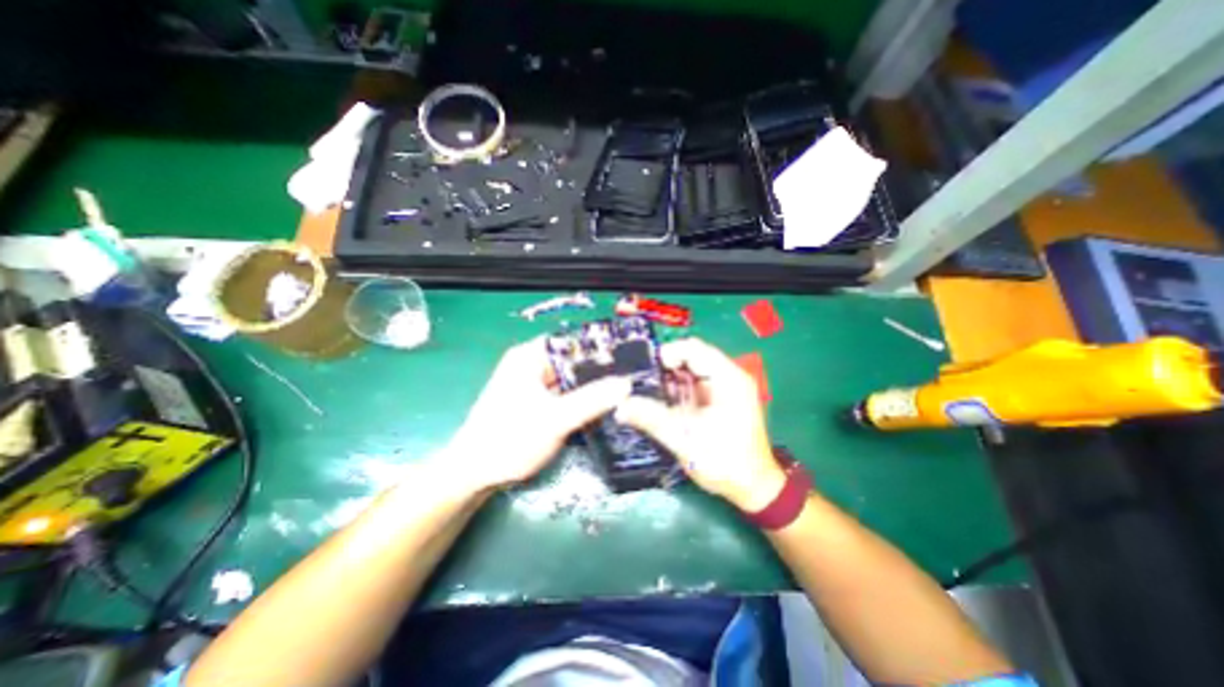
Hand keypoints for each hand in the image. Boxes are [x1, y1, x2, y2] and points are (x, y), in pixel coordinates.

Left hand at [449, 335, 631, 488]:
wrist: (474, 476)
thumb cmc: (510, 439)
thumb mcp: (556, 419)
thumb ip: (592, 400)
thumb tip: (627, 384)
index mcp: (530, 356)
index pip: (572, 342)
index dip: (600, 350)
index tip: (628, 364)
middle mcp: (531, 365)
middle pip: (573, 362)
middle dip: (599, 374)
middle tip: (629, 384)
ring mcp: (532, 385)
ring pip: (570, 381)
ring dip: (590, 390)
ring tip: (621, 397)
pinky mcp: (535, 403)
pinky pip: (563, 396)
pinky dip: (579, 403)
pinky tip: (599, 412)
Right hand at [618, 338, 789, 508]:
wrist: (752, 488)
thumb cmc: (724, 462)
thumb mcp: (684, 439)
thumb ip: (651, 418)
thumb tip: (619, 406)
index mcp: (728, 379)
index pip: (693, 349)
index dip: (666, 355)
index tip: (643, 371)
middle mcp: (729, 376)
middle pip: (691, 357)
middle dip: (664, 367)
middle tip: (640, 380)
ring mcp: (725, 387)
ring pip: (690, 370)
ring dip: (668, 379)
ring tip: (646, 391)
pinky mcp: (719, 398)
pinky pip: (693, 383)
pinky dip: (676, 389)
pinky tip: (662, 401)